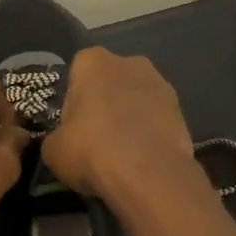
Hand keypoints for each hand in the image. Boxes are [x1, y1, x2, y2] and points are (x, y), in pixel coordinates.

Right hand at [41, 48, 200, 206]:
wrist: (149, 174)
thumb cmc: (92, 150)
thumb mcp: (53, 150)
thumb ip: (57, 137)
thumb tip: (63, 142)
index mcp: (93, 61)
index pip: (77, 72)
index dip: (73, 101)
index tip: (72, 126)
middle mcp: (129, 62)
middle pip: (109, 82)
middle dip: (104, 104)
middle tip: (96, 139)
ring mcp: (160, 84)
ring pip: (135, 100)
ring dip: (129, 119)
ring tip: (122, 154)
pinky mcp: (182, 111)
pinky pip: (156, 120)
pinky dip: (149, 134)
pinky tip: (142, 160)